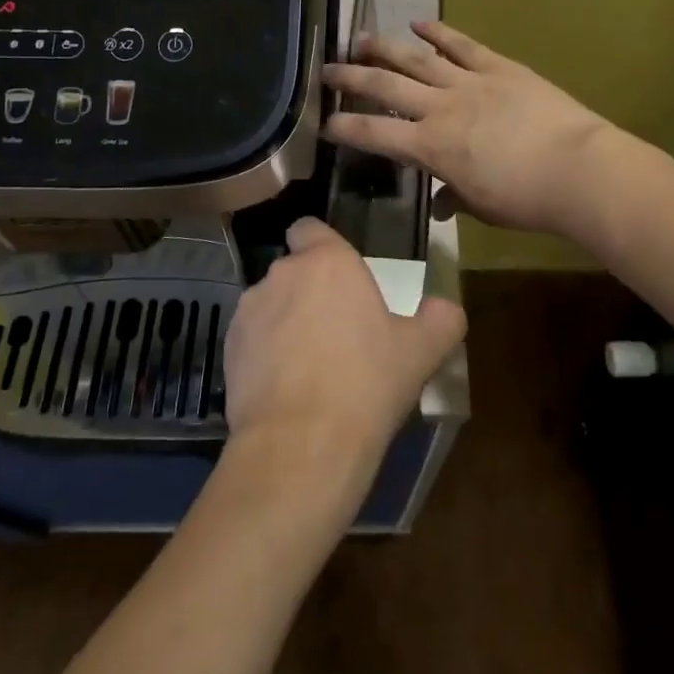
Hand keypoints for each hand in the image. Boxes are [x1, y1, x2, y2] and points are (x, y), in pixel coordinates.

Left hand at [225, 218, 464, 473]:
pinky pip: (251, 338)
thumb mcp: (421, 352)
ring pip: (271, 304)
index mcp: (327, 261)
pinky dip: (264, 353)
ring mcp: (249, 310)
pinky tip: (285, 389)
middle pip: (294, 269)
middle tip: (338, 330)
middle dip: (310, 291)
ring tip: (310, 366)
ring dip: (286, 321)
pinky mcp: (228, 348)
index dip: (322, 245)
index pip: (310, 228)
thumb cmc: (366, 383)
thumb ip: (440, 319)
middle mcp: (282, 274)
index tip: (340, 276)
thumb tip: (446, 307)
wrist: (301, 445)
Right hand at [322, 21, 611, 237]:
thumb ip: (454, 198)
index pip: (375, 134)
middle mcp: (440, 108)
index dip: (345, 126)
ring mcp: (468, 82)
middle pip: (385, 87)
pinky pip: (462, 45)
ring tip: (360, 37)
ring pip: (417, 59)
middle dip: (352, 77)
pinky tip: (419, 21)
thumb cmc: (526, 199)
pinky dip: (440, 31)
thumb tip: (439, 203)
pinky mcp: (498, 67)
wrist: (577, 169)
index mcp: (431, 147)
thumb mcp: (482, 207)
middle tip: (327, 69)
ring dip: (385, 47)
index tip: (325, 122)